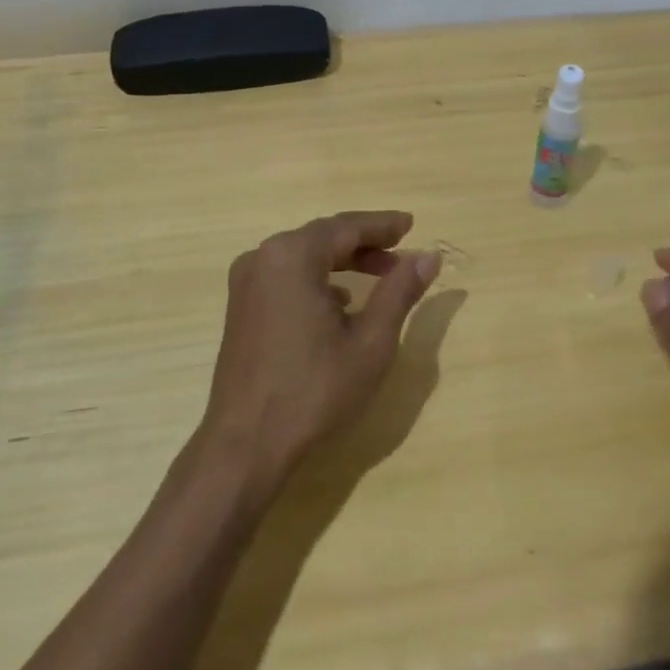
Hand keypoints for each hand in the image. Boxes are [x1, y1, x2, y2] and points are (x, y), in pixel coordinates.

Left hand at [199, 211, 437, 496]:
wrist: (246, 445)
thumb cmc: (314, 390)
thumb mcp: (371, 342)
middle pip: (324, 237)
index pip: (347, 227)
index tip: (411, 224)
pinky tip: (341, 302)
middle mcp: (264, 257)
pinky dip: (318, 279)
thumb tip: (428, 257)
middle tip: (401, 251)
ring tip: (381, 275)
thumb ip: (400, 292)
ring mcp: (247, 282)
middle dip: (365, 243)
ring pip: (305, 256)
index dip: (383, 225)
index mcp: (293, 256)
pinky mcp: (241, 307)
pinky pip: (287, 276)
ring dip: (343, 261)